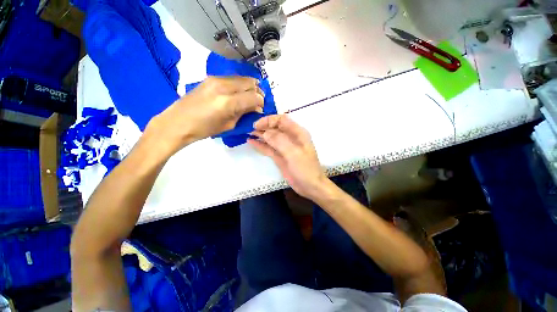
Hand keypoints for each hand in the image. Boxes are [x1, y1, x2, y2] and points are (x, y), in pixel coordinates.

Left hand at [144, 76, 263, 157]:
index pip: (254, 96)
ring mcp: (216, 79)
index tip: (261, 108)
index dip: (261, 102)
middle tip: (257, 101)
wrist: (178, 122)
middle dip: (257, 92)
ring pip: (242, 78)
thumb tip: (256, 107)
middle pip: (250, 83)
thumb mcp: (229, 125)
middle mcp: (223, 86)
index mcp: (228, 102)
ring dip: (249, 87)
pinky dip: (239, 84)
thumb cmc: (204, 129)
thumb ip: (244, 113)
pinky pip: (232, 78)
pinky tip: (237, 93)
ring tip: (248, 97)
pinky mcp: (211, 78)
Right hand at [249, 115, 329, 199]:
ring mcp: (284, 148)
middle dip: (263, 127)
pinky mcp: (279, 157)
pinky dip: (260, 145)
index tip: (257, 125)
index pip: (282, 120)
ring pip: (271, 138)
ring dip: (260, 135)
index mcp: (297, 133)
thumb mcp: (293, 153)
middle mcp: (290, 138)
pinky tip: (251, 142)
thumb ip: (279, 141)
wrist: (310, 186)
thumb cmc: (305, 168)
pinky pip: (269, 148)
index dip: (269, 120)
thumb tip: (264, 133)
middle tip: (249, 129)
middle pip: (275, 128)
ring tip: (248, 134)